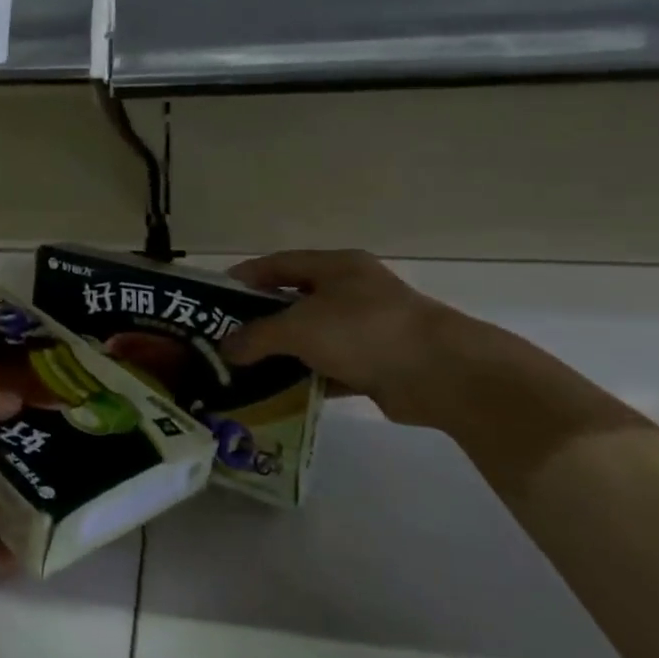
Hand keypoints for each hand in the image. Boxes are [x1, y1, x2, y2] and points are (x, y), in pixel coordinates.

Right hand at [220, 249, 460, 406]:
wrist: (443, 374)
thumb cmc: (364, 331)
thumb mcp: (299, 327)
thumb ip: (257, 336)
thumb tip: (224, 349)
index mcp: (336, 267)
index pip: (279, 264)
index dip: (246, 277)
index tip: (215, 296)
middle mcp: (352, 292)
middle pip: (294, 301)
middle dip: (260, 320)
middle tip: (225, 337)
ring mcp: (368, 329)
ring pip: (313, 338)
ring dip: (283, 353)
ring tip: (245, 369)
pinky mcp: (378, 364)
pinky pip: (331, 368)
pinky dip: (308, 378)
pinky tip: (280, 393)